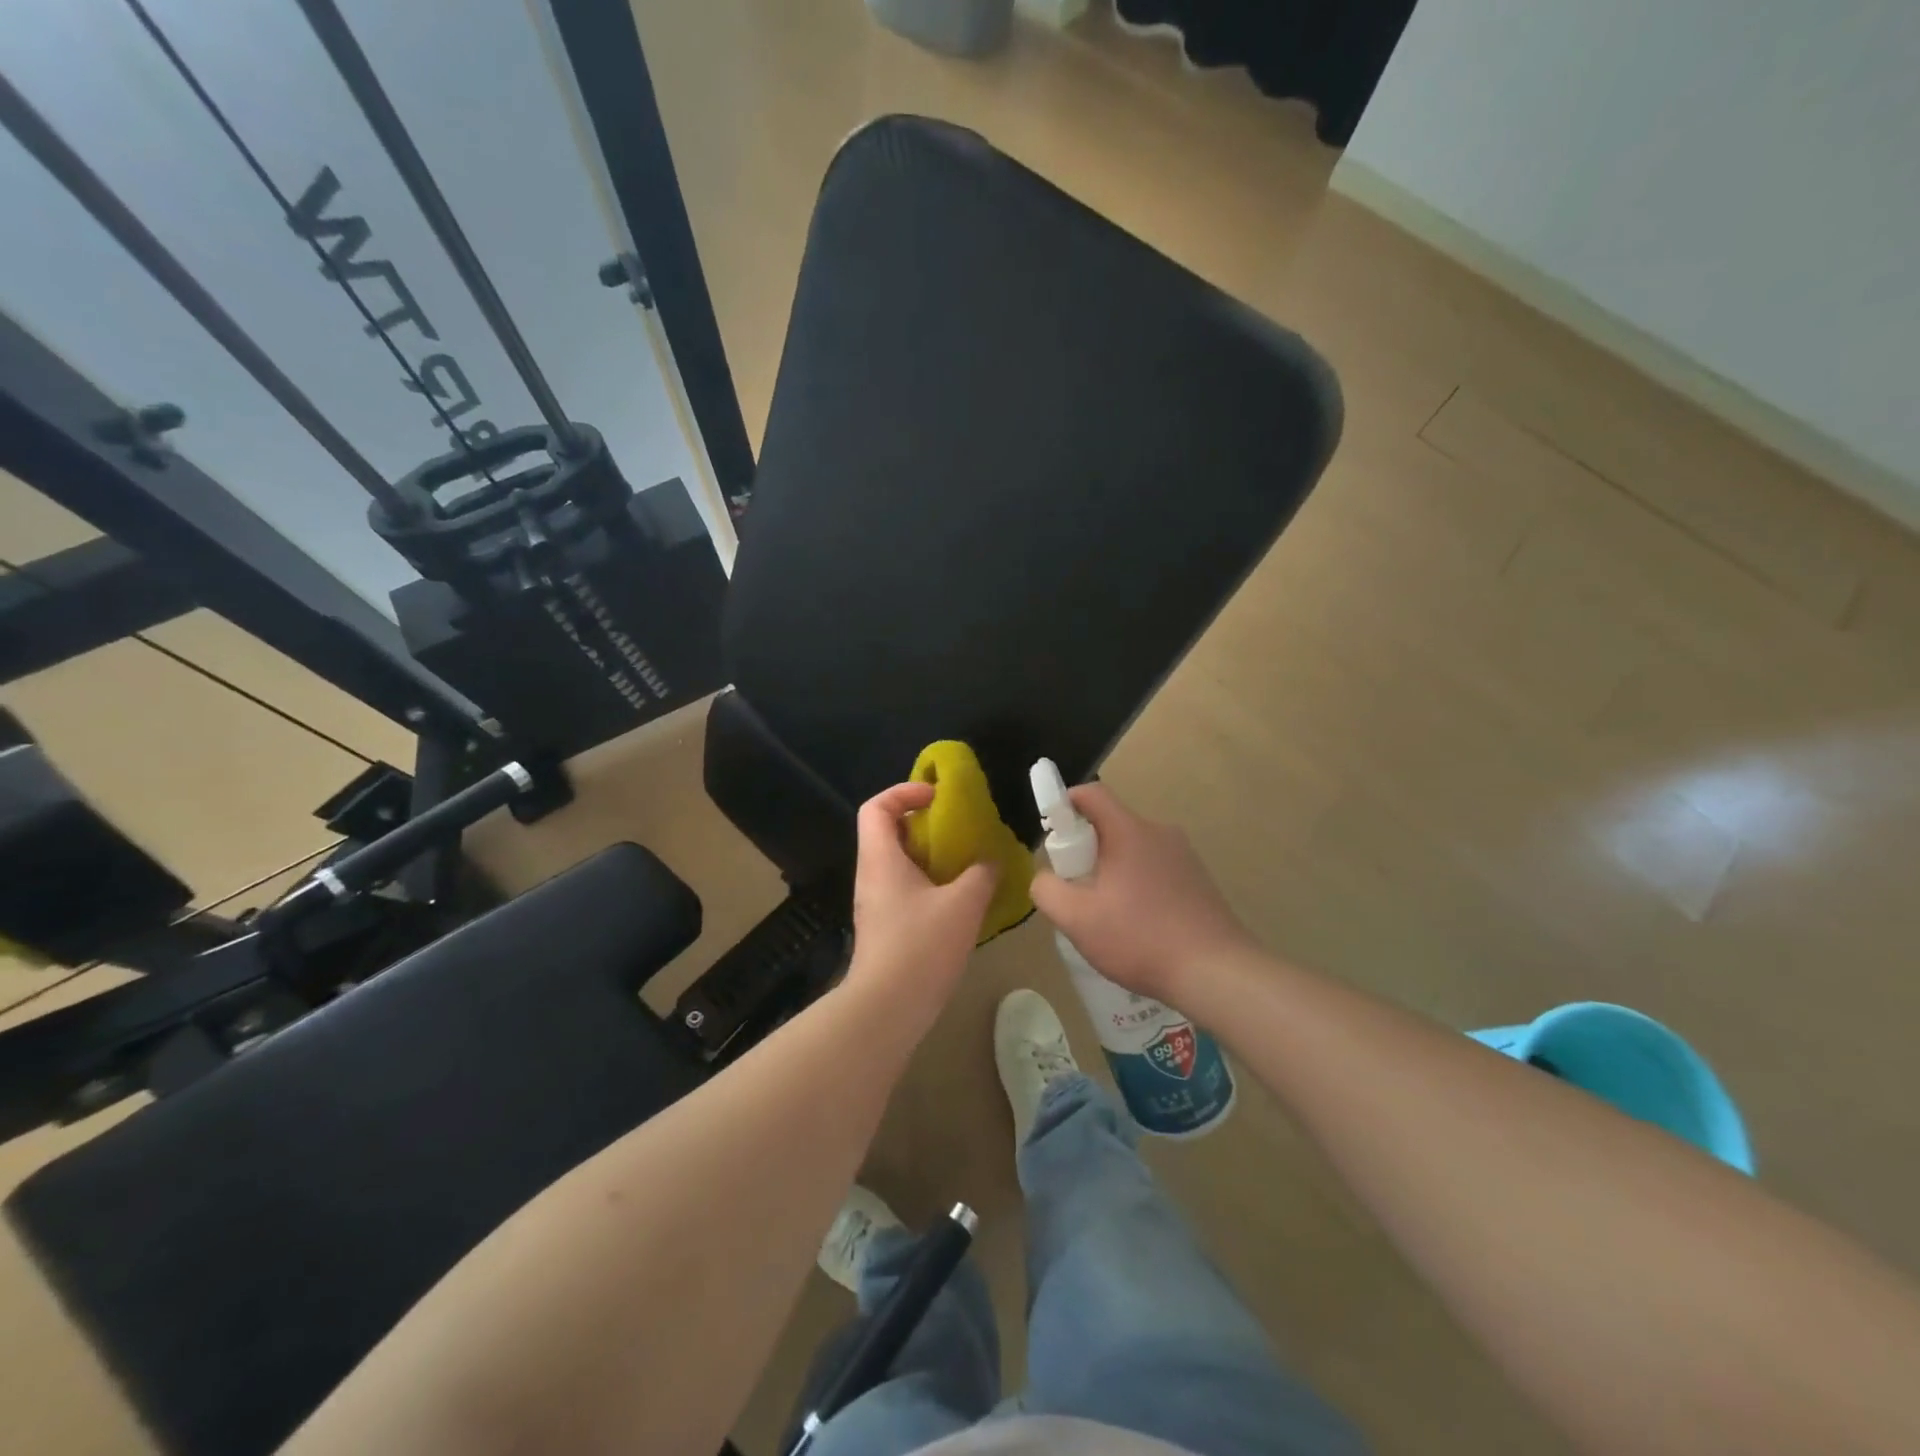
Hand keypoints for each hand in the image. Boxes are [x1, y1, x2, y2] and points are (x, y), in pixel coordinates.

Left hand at [845, 782, 996, 1019]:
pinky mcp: (883, 928)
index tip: (936, 798)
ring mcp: (874, 903)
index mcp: (881, 859)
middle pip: (887, 832)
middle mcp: (871, 875)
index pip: (876, 807)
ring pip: (897, 863)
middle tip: (957, 830)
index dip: (903, 792)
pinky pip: (903, 889)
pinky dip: (928, 883)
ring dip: (928, 856)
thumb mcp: (963, 905)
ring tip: (964, 864)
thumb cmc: (921, 946)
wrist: (887, 1009)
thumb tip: (990, 861)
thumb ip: (980, 875)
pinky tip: (958, 901)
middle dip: (922, 824)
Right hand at [1029, 783, 1256, 1001]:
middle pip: (1111, 825)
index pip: (1091, 794)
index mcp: (1129, 831)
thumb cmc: (1140, 938)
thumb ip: (1047, 890)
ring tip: (1107, 915)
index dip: (1064, 803)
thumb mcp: (1077, 920)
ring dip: (1113, 871)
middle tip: (1076, 888)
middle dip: (1086, 849)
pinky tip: (1138, 926)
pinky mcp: (1199, 879)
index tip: (1051, 831)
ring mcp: (1184, 856)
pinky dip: (1138, 885)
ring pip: (1134, 850)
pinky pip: (1155, 869)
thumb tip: (1045, 877)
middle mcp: (1160, 832)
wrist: (1216, 972)